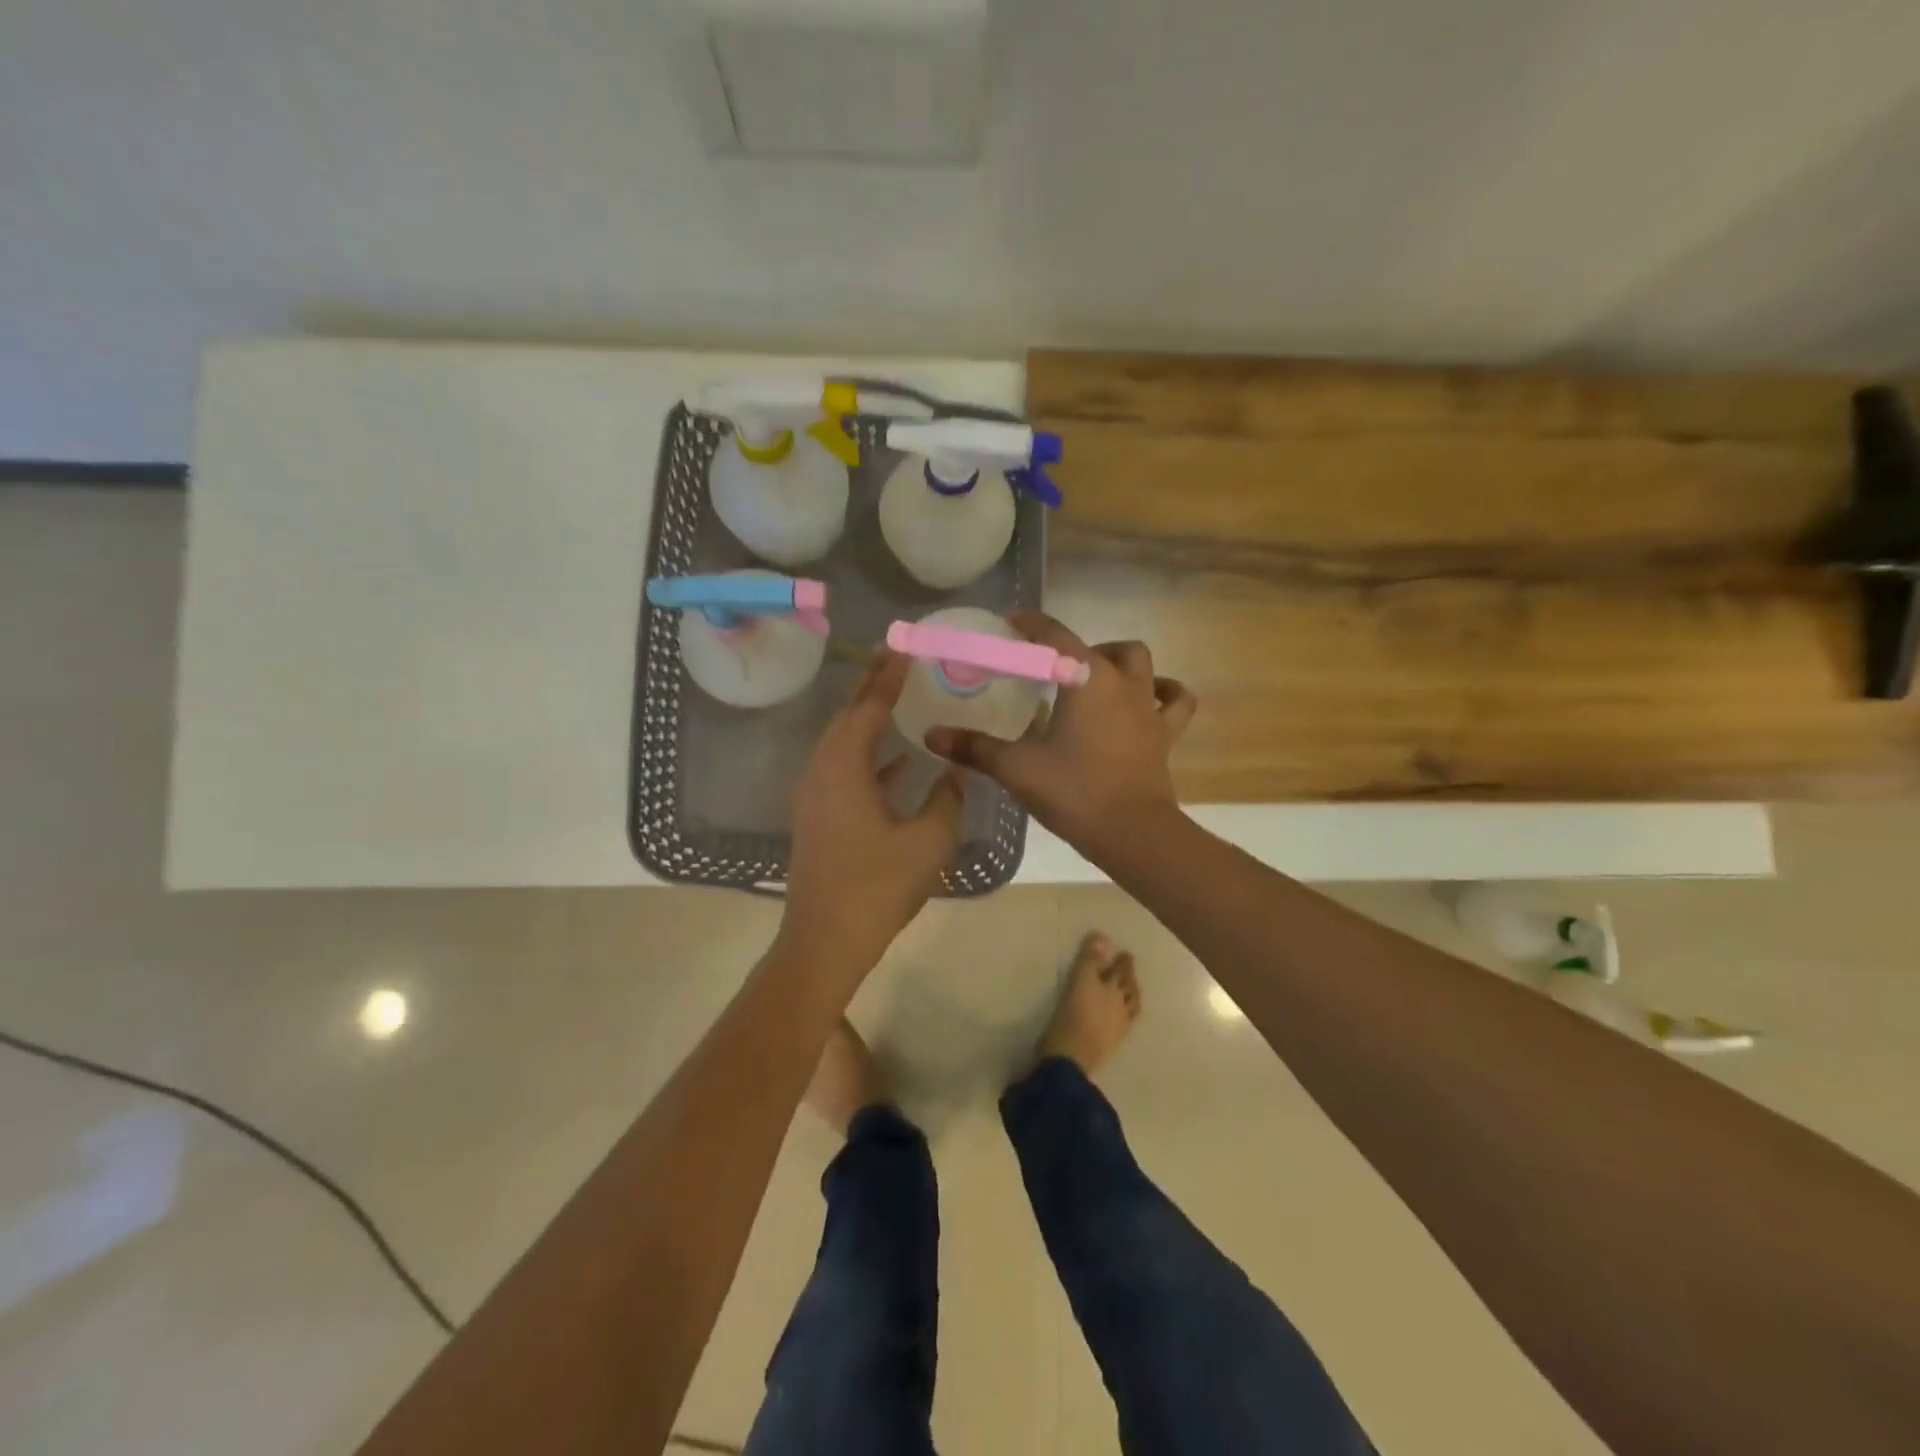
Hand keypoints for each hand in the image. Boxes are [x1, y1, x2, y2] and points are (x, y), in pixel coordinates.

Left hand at [780, 651, 963, 977]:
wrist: (825, 940)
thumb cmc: (878, 887)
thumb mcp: (928, 842)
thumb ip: (947, 799)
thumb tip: (954, 773)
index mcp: (844, 767)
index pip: (868, 706)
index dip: (889, 676)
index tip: (906, 647)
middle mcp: (822, 770)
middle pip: (848, 716)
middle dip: (873, 687)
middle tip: (899, 660)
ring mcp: (814, 794)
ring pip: (843, 743)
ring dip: (868, 719)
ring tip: (899, 698)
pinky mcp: (817, 815)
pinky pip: (842, 769)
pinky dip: (868, 757)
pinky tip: (898, 762)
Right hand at [924, 611, 1195, 858]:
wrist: (1133, 833)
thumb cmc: (1074, 791)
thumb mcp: (1017, 768)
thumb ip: (974, 747)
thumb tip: (932, 735)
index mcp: (1084, 679)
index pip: (1055, 636)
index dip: (1031, 624)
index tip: (1011, 619)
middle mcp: (1121, 683)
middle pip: (1102, 647)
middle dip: (1076, 649)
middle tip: (1051, 670)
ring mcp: (1148, 707)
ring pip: (1142, 665)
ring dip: (1120, 662)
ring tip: (1096, 678)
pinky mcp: (1164, 734)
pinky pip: (1175, 702)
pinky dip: (1165, 693)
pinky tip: (1150, 699)